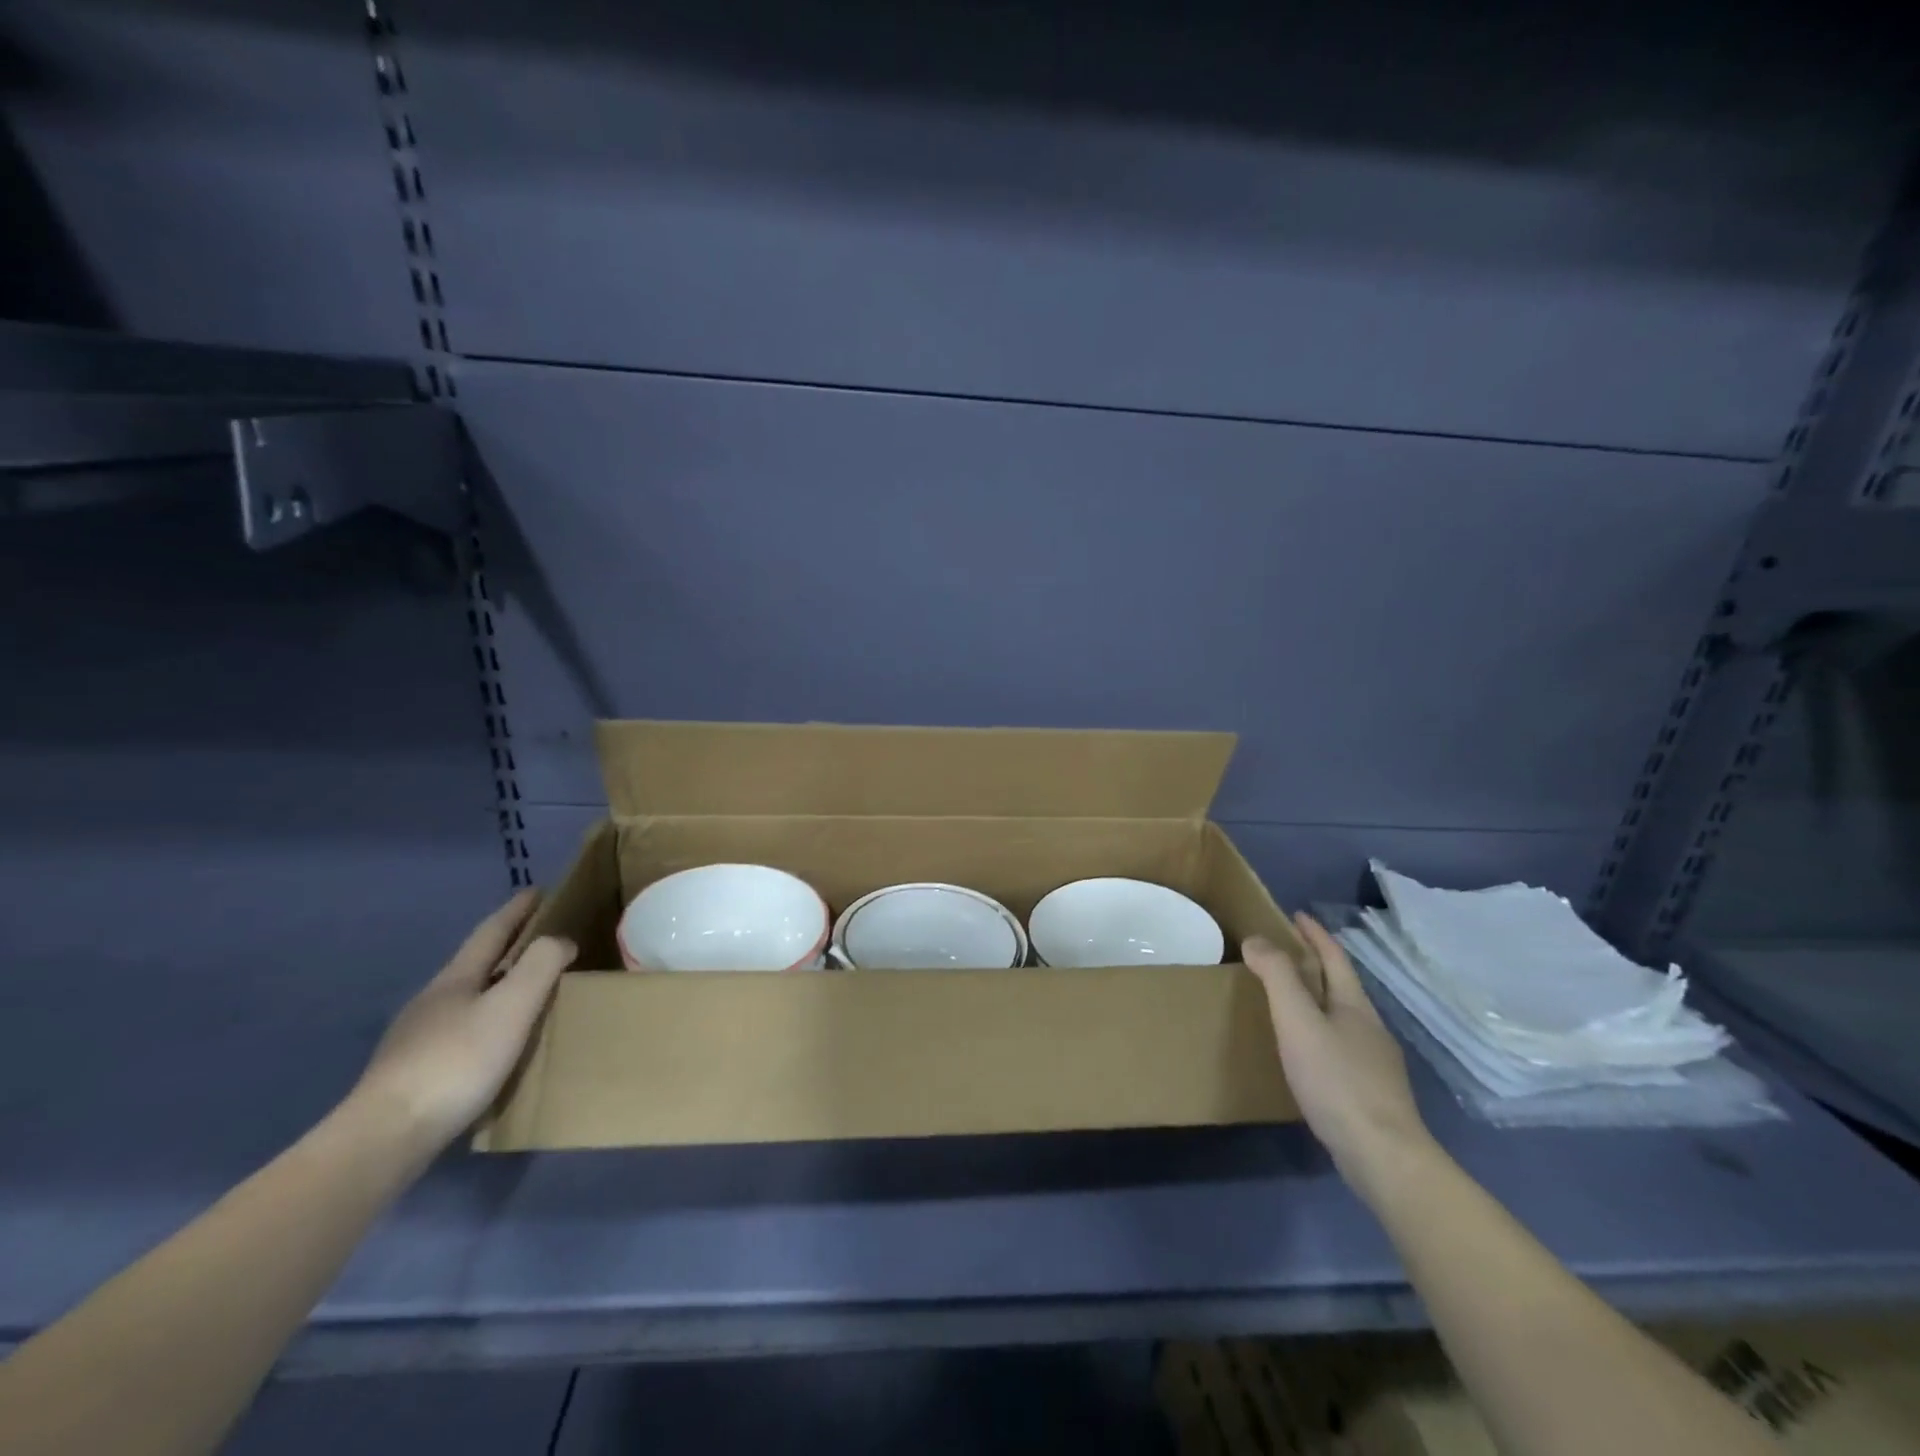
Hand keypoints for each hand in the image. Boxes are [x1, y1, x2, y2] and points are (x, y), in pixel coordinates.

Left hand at [350, 889, 575, 1154]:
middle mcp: (432, 1001)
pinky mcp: (413, 1073)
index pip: (491, 932)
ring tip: (527, 994)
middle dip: (508, 947)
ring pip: (466, 999)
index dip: (517, 910)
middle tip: (543, 940)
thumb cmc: (457, 1062)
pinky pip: (459, 1032)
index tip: (538, 890)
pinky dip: (485, 1023)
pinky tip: (495, 1045)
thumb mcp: (511, 1007)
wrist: (385, 1137)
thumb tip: (560, 941)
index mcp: (456, 979)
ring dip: (497, 987)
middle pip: (476, 964)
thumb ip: (540, 966)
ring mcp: (417, 1038)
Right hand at [1244, 913, 1433, 1204]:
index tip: (1296, 914)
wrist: (1383, 1156)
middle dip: (1315, 965)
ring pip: (1342, 1019)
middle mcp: (1370, 1029)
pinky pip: (1340, 1048)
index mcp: (1355, 1006)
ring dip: (1318, 1001)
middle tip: (1282, 954)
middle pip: (1341, 986)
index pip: (1335, 957)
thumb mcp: (1298, 1021)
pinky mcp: (1371, 1094)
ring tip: (1288, 1002)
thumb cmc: (1336, 1080)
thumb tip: (1257, 938)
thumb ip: (1277, 977)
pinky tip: (1307, 1055)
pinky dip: (1320, 1035)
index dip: (1315, 934)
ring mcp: (1375, 1064)